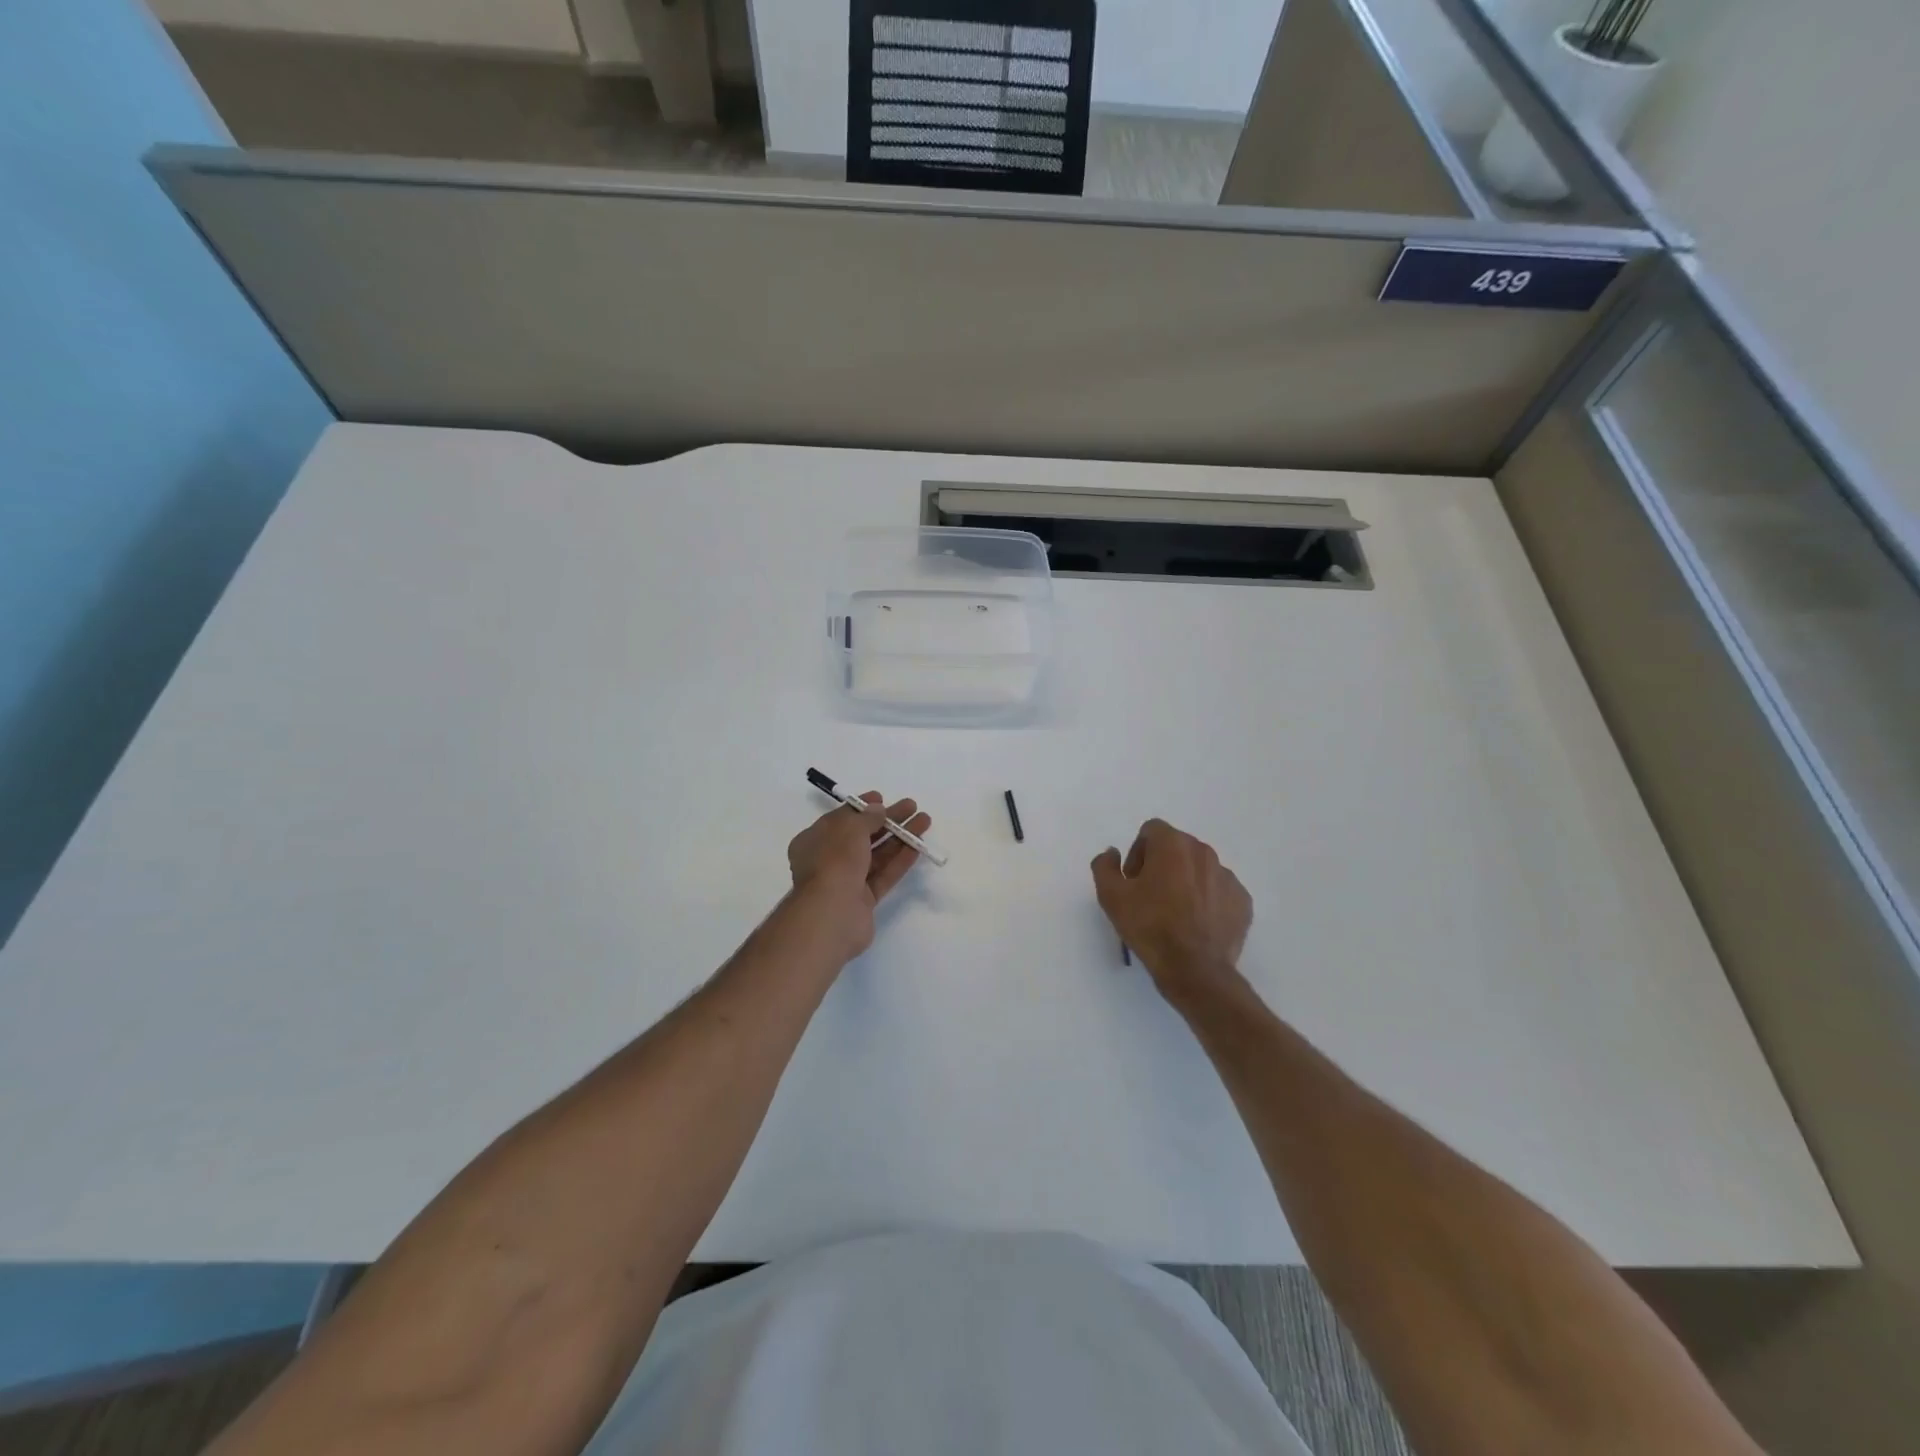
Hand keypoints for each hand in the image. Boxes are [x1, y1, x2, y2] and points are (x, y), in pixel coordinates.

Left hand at [787, 793, 932, 958]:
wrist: (832, 914)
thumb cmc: (834, 862)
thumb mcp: (850, 829)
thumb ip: (867, 817)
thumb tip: (878, 809)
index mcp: (814, 840)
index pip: (840, 819)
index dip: (862, 807)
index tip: (882, 798)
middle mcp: (828, 859)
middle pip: (862, 835)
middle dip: (887, 820)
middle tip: (912, 807)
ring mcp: (846, 881)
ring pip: (876, 855)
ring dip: (899, 838)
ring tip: (924, 822)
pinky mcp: (863, 900)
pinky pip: (883, 875)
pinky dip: (899, 860)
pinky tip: (918, 847)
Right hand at [1092, 820, 1252, 1007]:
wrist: (1194, 970)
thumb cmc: (1150, 927)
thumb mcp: (1111, 896)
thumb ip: (1105, 865)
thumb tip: (1113, 852)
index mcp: (1173, 845)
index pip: (1151, 831)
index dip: (1137, 852)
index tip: (1134, 880)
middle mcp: (1204, 852)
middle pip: (1177, 847)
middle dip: (1161, 865)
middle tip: (1150, 896)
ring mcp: (1228, 877)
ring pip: (1199, 869)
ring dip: (1185, 881)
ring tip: (1175, 913)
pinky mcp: (1242, 901)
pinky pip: (1219, 891)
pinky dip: (1207, 900)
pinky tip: (1196, 924)